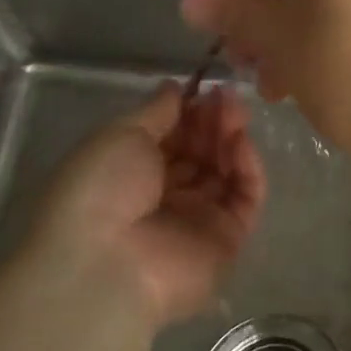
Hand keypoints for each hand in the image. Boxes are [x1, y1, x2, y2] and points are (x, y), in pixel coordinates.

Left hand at [22, 85, 264, 325]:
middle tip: (227, 97)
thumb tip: (175, 87)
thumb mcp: (121, 135)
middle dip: (214, 121)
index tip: (205, 88)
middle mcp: (165, 196)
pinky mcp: (227, 239)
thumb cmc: (101, 190)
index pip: (172, 137)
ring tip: (236, 114)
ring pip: (225, 171)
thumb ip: (156, 111)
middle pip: (201, 152)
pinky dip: (248, 168)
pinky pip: (245, 197)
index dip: (189, 112)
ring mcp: (198, 219)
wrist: (105, 263)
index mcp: (132, 174)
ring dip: (231, 138)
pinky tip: (241, 143)